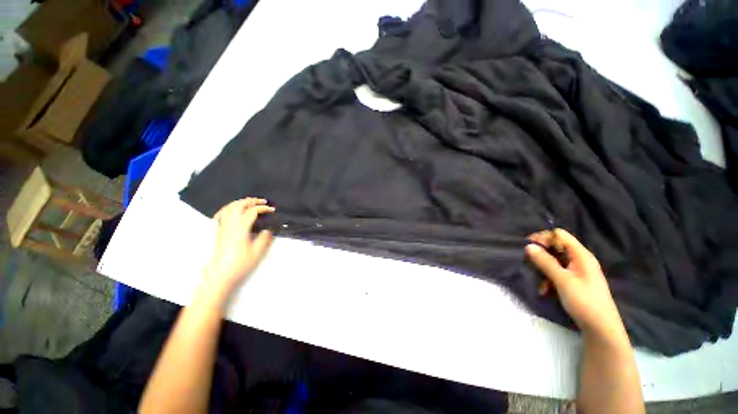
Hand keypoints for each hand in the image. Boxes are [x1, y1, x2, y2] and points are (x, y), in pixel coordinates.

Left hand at [201, 198, 274, 304]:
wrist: (220, 275)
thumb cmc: (240, 263)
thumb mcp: (257, 252)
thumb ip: (264, 238)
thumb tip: (268, 230)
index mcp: (240, 228)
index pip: (252, 212)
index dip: (263, 208)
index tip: (272, 210)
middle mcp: (230, 225)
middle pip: (239, 206)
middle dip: (251, 201)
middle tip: (262, 201)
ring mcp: (221, 228)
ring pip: (228, 208)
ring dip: (239, 202)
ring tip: (248, 202)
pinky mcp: (217, 232)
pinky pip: (219, 215)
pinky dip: (226, 209)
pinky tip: (230, 210)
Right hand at [525, 229, 626, 341]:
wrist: (601, 328)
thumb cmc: (584, 301)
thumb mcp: (562, 280)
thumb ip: (545, 262)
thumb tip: (528, 246)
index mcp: (580, 255)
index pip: (559, 235)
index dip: (543, 237)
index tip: (528, 247)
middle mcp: (580, 259)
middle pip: (556, 247)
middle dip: (541, 254)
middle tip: (529, 263)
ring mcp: (578, 271)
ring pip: (554, 260)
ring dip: (543, 268)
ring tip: (538, 281)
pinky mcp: (575, 281)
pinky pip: (557, 272)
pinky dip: (548, 278)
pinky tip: (544, 290)